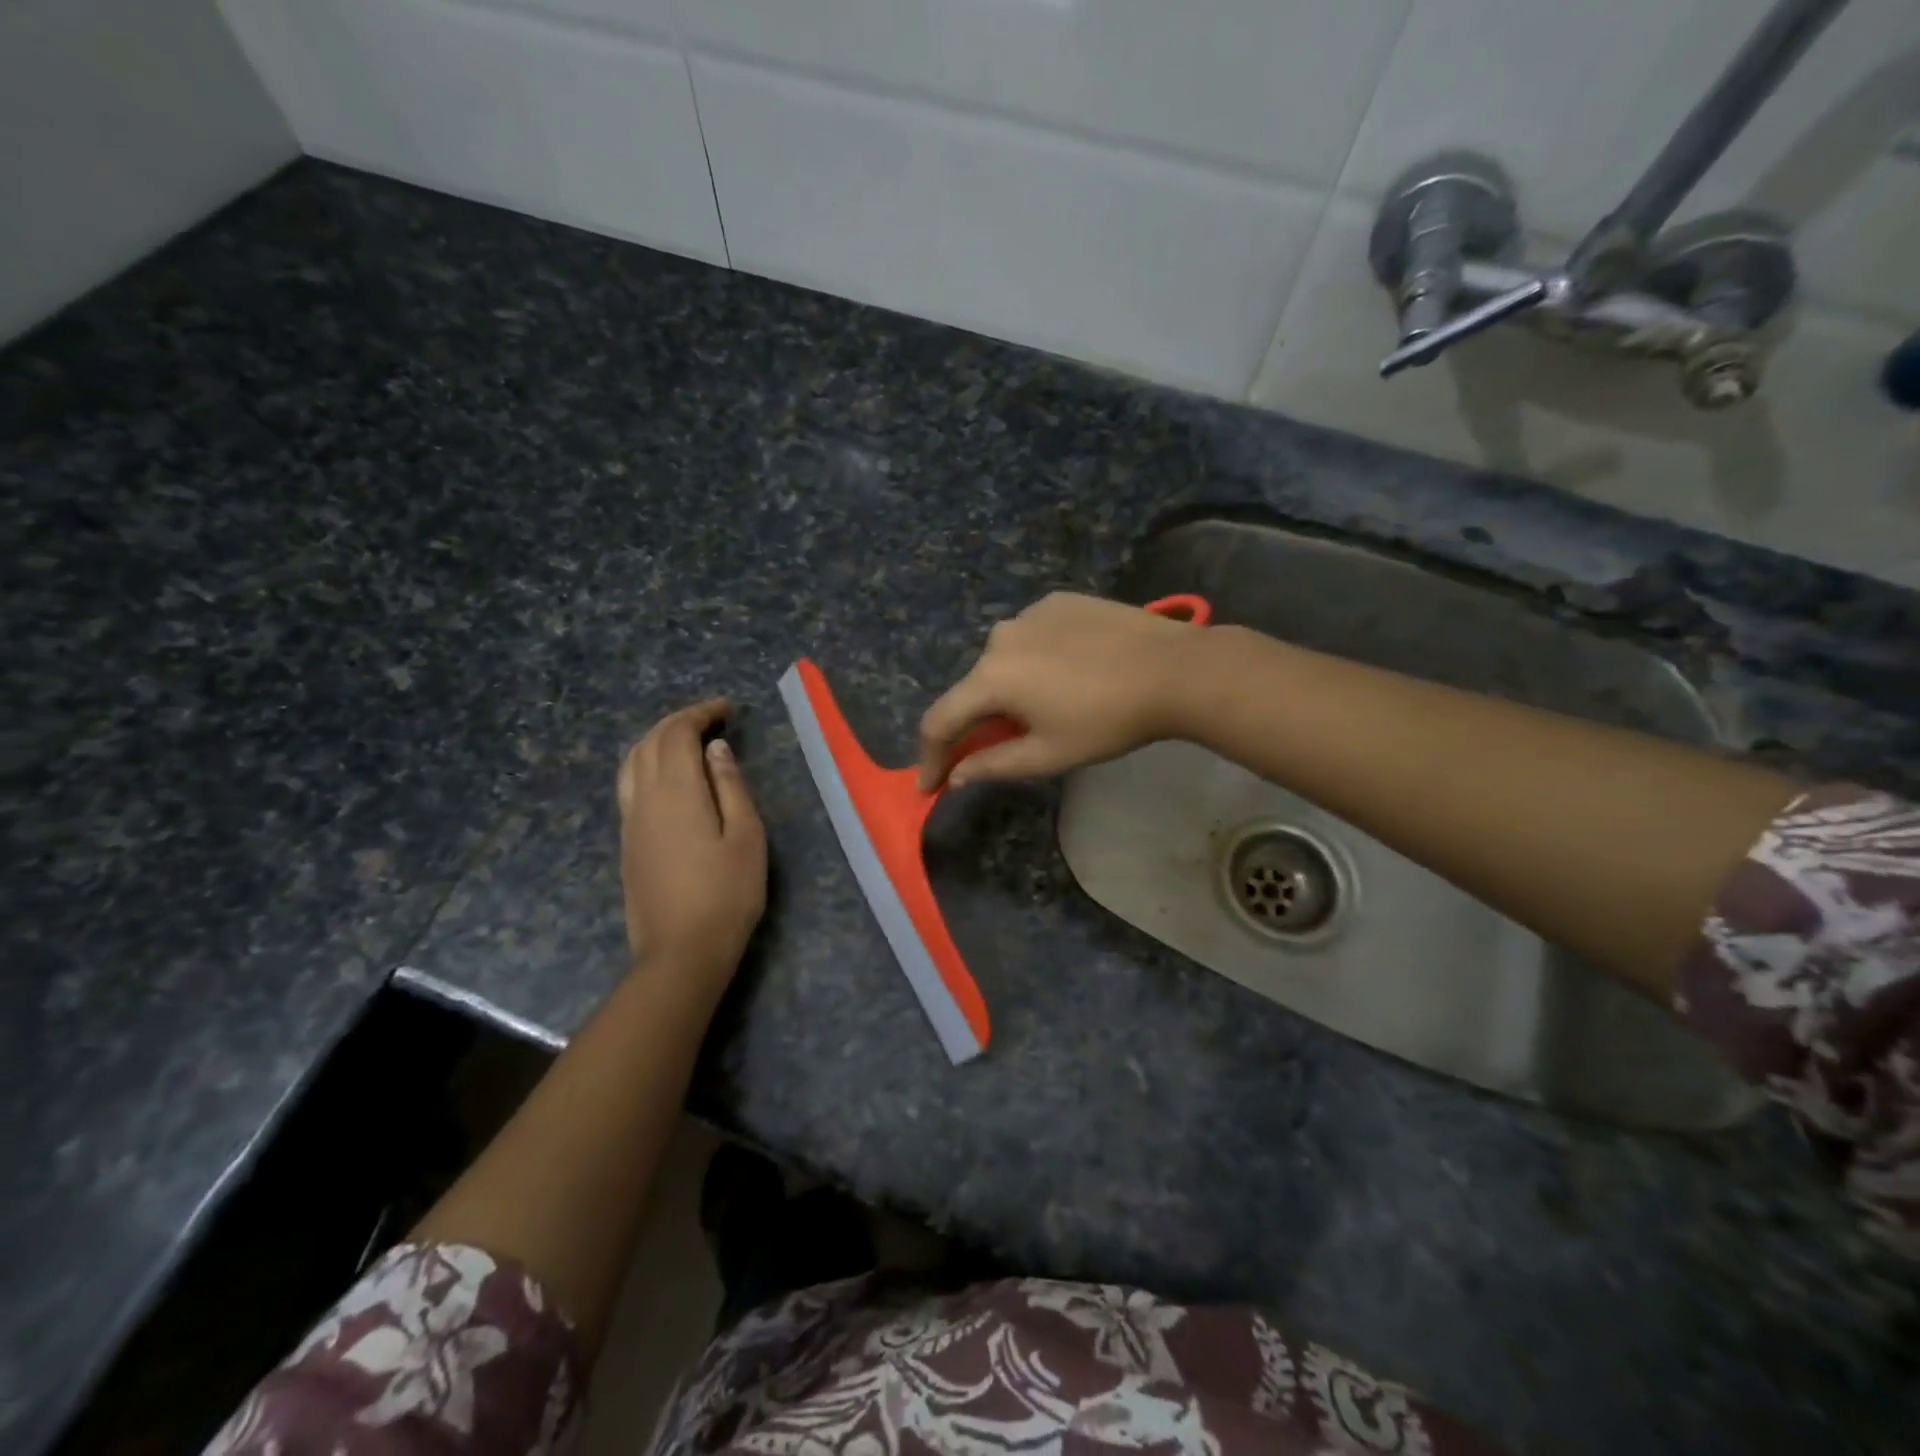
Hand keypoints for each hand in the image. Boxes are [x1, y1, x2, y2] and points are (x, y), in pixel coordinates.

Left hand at [618, 699, 766, 988]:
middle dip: (677, 722)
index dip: (699, 714)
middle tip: (710, 719)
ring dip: (656, 741)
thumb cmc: (727, 894)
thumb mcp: (746, 837)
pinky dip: (646, 764)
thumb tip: (715, 749)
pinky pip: (629, 785)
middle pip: (649, 742)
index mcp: (676, 791)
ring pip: (631, 762)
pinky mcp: (627, 842)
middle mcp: (643, 798)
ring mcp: (630, 821)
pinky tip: (666, 777)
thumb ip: (730, 786)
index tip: (726, 709)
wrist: (681, 952)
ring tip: (685, 741)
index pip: (677, 734)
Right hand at [917, 592, 1200, 789]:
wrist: (1174, 668)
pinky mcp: (1058, 600)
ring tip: (1047, 707)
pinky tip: (1068, 672)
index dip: (930, 758)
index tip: (929, 786)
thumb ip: (994, 765)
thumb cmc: (1107, 720)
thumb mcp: (1048, 754)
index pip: (940, 721)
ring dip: (1010, 687)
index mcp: (991, 678)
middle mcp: (999, 638)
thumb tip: (956, 776)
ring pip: (1004, 660)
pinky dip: (1036, 659)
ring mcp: (1029, 613)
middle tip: (999, 748)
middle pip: (974, 688)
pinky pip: (1032, 636)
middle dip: (978, 722)